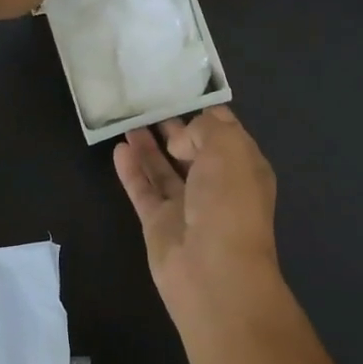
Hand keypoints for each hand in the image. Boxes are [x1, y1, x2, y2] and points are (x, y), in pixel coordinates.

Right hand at [114, 107, 282, 330]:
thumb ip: (204, 129)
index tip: (180, 92)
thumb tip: (181, 139)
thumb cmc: (229, 202)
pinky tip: (118, 149)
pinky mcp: (159, 223)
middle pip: (192, 150)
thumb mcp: (228, 148)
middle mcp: (217, 185)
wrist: (213, 271)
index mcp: (244, 167)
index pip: (224, 132)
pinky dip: (132, 170)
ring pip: (165, 169)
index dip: (204, 114)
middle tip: (148, 104)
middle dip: (175, 128)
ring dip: (149, 146)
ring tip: (130, 120)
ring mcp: (187, 206)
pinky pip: (144, 190)